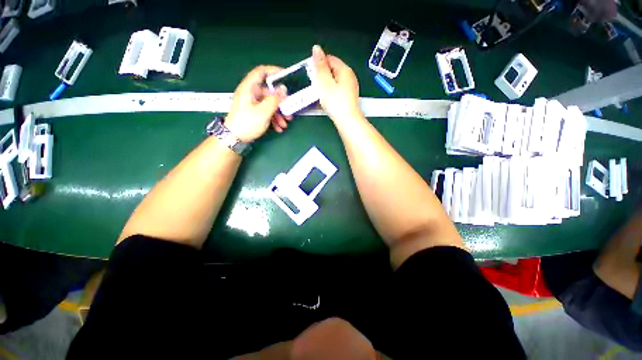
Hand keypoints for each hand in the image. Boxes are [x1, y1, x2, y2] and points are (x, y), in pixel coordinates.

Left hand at [225, 65, 290, 141]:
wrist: (234, 138)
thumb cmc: (248, 122)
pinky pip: (266, 112)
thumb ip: (274, 99)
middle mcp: (251, 93)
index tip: (287, 76)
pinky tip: (279, 128)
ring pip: (269, 104)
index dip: (274, 71)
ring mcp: (252, 103)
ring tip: (285, 124)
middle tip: (290, 111)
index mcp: (249, 88)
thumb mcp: (264, 111)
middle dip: (281, 103)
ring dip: (279, 114)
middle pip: (269, 92)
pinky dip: (273, 119)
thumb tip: (283, 89)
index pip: (261, 72)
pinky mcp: (254, 112)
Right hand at [311, 45, 361, 121]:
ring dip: (326, 85)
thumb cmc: (335, 101)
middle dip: (322, 76)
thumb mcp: (324, 82)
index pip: (329, 59)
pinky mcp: (349, 97)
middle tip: (315, 86)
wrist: (347, 120)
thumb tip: (316, 48)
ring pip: (334, 81)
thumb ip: (320, 66)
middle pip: (332, 70)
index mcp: (344, 69)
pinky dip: (331, 92)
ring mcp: (351, 87)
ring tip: (320, 94)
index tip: (312, 74)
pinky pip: (338, 90)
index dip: (319, 64)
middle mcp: (350, 76)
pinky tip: (328, 100)